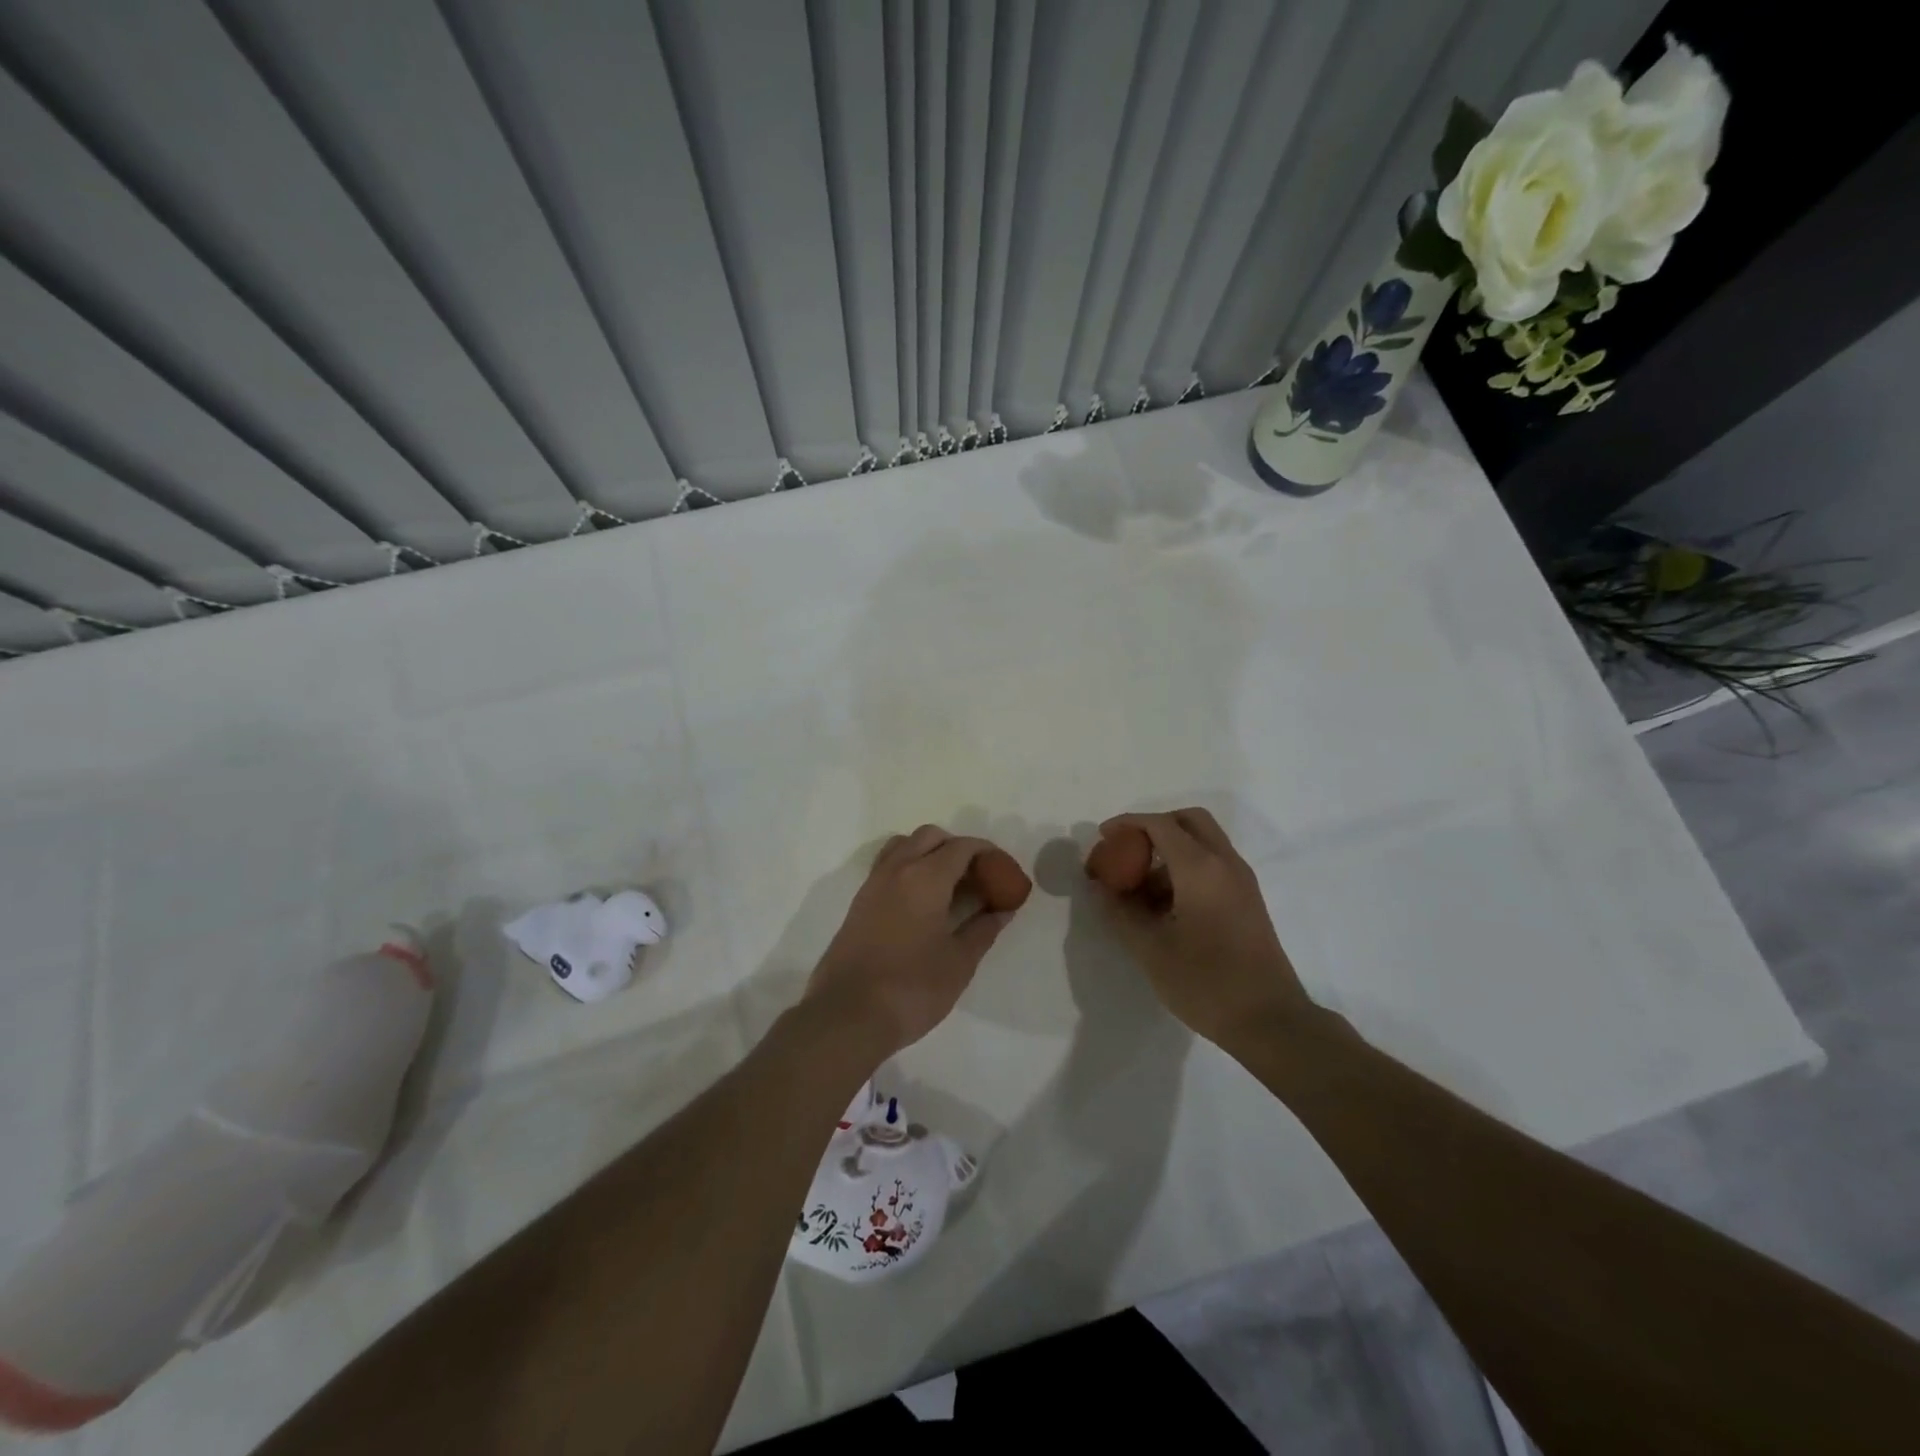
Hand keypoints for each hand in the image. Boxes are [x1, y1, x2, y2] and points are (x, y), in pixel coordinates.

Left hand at [805, 825, 1016, 1058]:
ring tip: (949, 885)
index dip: (987, 853)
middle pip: (930, 837)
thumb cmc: (912, 988)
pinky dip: (909, 868)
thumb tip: (1002, 911)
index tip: (1004, 871)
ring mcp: (873, 884)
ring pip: (904, 846)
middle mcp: (897, 869)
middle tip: (978, 877)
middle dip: (957, 848)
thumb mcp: (959, 962)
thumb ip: (983, 930)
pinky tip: (922, 902)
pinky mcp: (859, 902)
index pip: (961, 847)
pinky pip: (888, 866)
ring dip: (929, 853)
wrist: (847, 1015)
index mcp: (925, 877)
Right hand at [1091, 807, 1311, 1047]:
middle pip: (1189, 821)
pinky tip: (1164, 908)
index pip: (1161, 824)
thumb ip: (1120, 912)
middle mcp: (1226, 864)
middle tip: (1127, 850)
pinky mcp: (1248, 902)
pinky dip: (1185, 869)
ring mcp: (1242, 882)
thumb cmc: (1206, 982)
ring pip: (1203, 843)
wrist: (1270, 1022)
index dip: (1129, 824)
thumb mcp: (1150, 949)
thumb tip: (1100, 888)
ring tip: (1138, 889)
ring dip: (1169, 852)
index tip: (1104, 838)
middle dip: (1154, 827)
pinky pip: (1213, 866)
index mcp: (1201, 868)